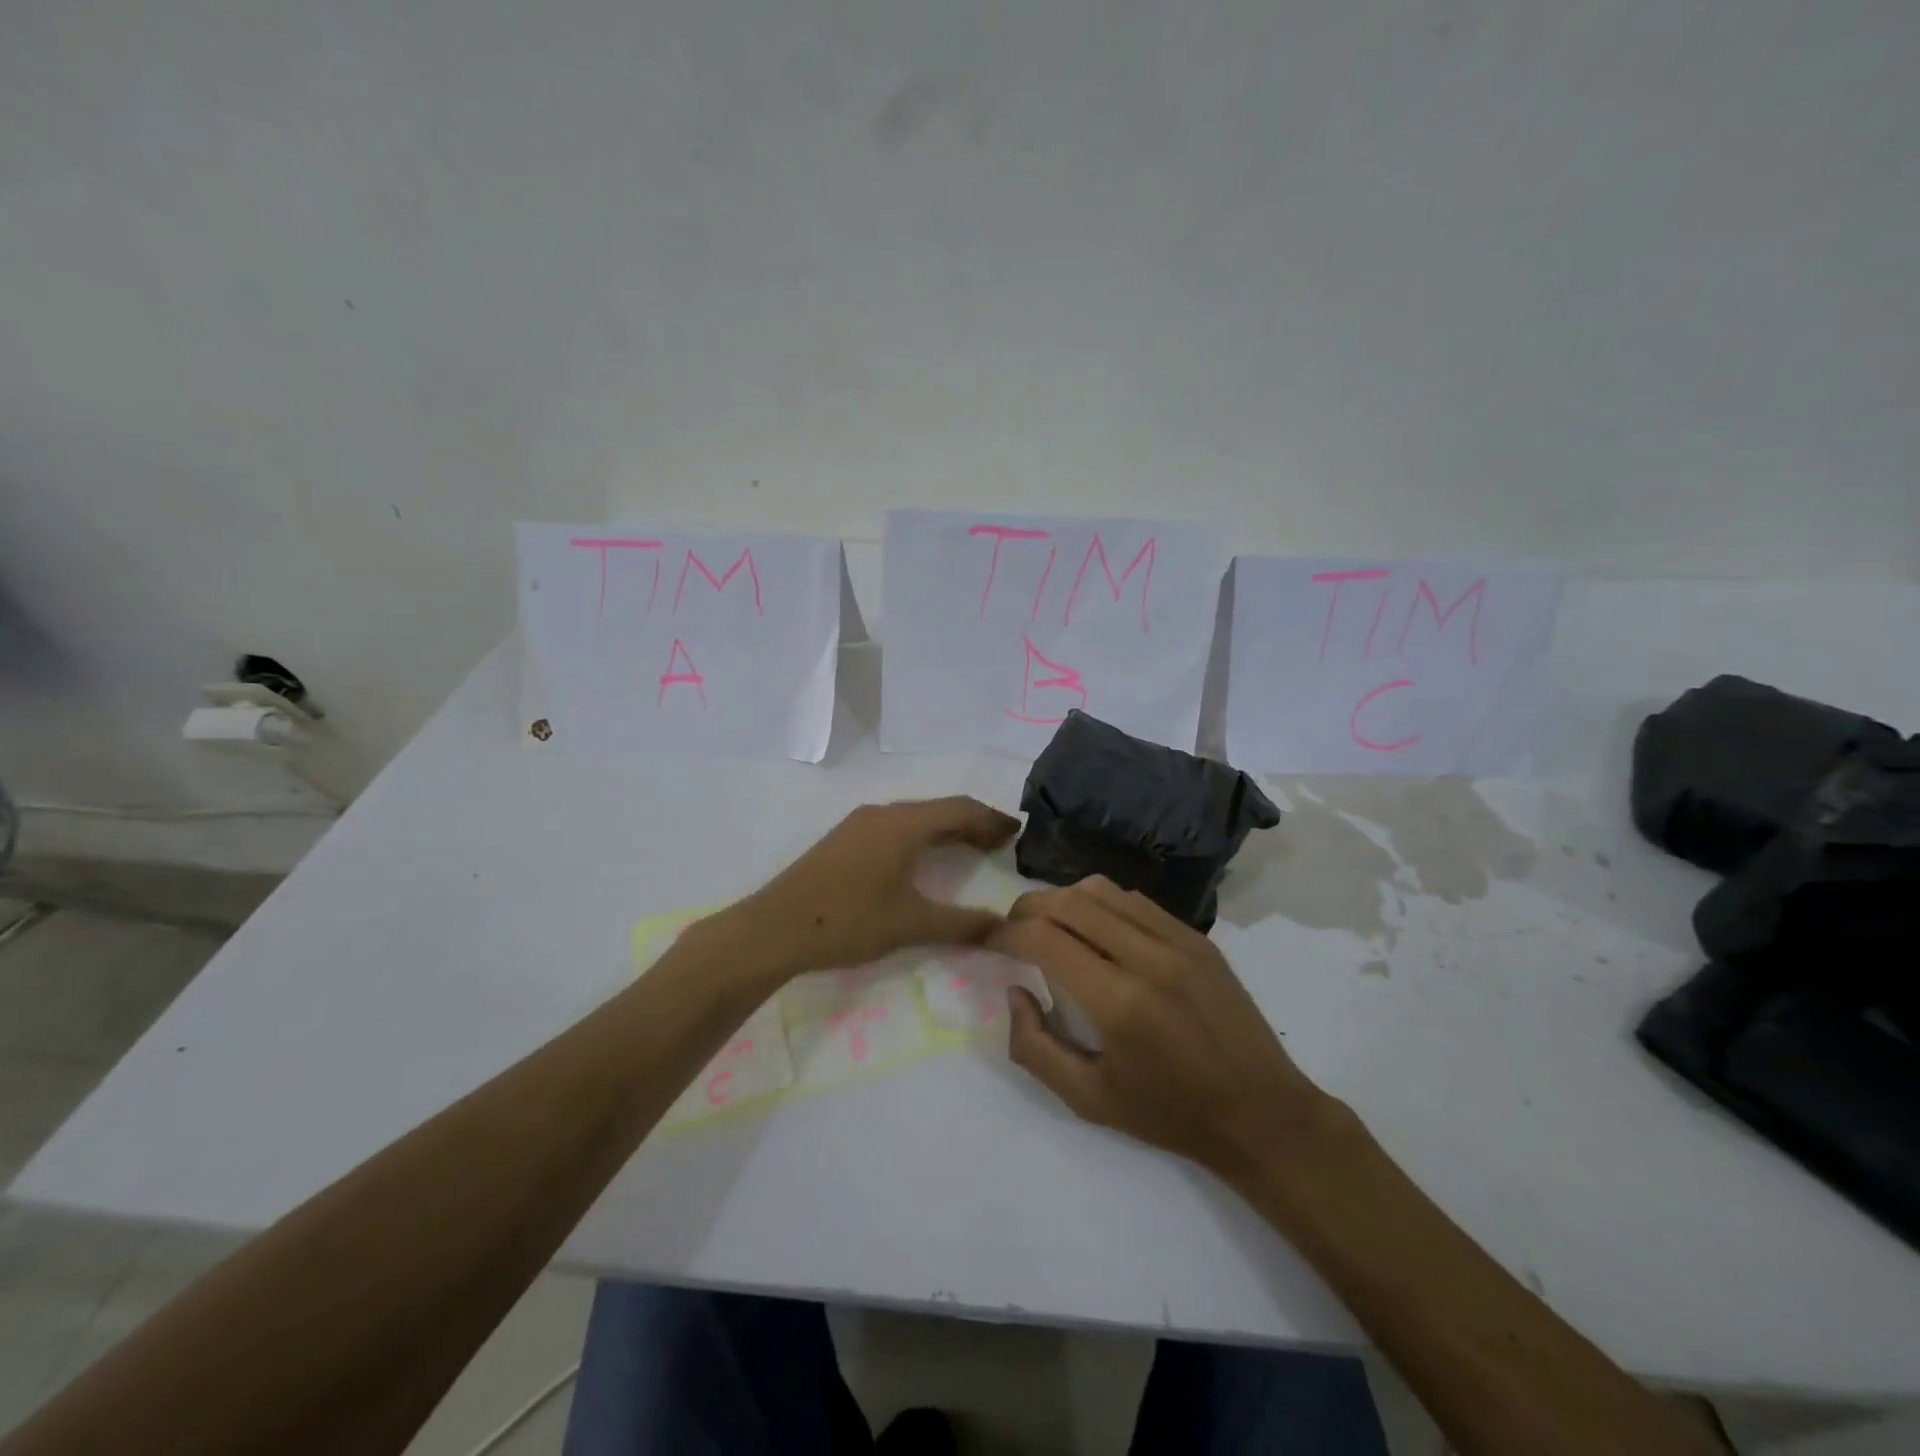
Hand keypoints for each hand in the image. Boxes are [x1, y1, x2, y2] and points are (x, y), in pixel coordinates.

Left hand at [731, 797, 1019, 977]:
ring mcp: (860, 823)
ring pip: (916, 816)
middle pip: (939, 809)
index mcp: (904, 824)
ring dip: (946, 828)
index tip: (1018, 831)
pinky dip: (921, 835)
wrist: (774, 928)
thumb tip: (1004, 927)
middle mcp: (884, 813)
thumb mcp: (911, 925)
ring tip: (970, 848)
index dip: (992, 819)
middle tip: (1001, 842)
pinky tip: (923, 857)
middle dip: (973, 822)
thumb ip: (961, 924)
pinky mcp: (845, 838)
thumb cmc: (848, 921)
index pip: (960, 809)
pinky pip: (896, 826)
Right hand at [989, 876, 1331, 1179]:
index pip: (1045, 938)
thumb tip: (1015, 992)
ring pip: (1101, 890)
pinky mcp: (1196, 937)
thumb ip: (1035, 1047)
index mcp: (1120, 1002)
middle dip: (1026, 908)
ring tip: (1048, 924)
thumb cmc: (1170, 1114)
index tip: (989, 942)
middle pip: (1069, 901)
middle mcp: (1148, 957)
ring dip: (1063, 899)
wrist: (1261, 1112)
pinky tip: (1094, 929)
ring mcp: (1178, 940)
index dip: (1006, 934)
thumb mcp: (1088, 1100)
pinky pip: (1134, 900)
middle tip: (1011, 930)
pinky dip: (1101, 903)